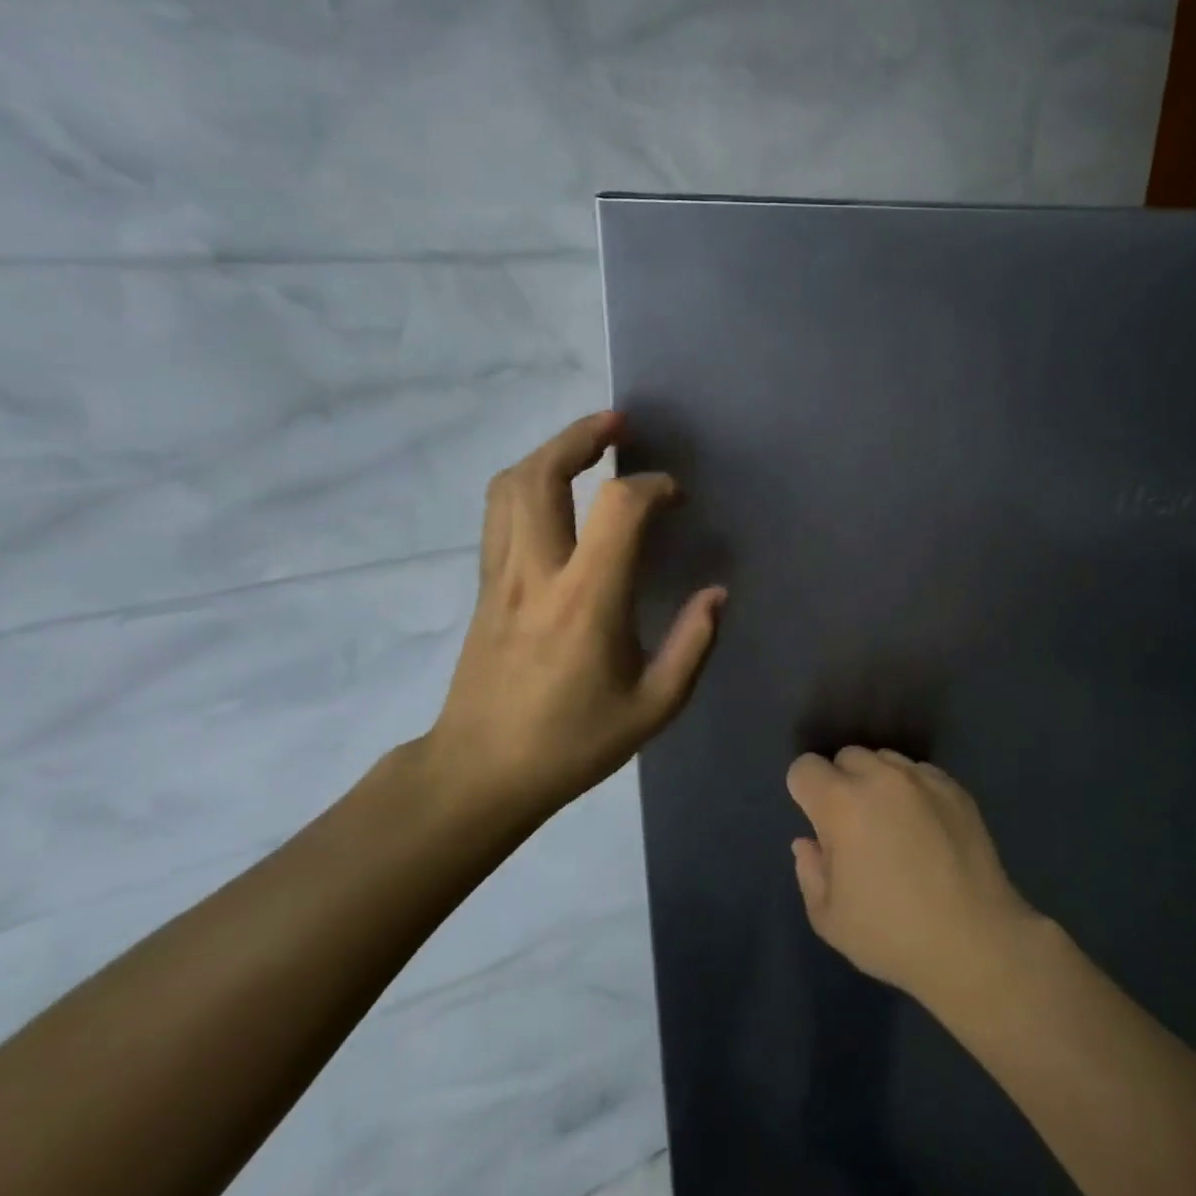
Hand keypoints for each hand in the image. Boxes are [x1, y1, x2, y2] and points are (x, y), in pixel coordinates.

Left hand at [420, 411, 725, 824]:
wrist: (479, 772)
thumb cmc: (572, 743)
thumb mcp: (653, 708)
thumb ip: (692, 645)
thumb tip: (716, 593)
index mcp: (587, 602)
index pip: (619, 510)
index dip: (653, 487)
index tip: (676, 497)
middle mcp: (537, 573)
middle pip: (542, 475)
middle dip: (581, 436)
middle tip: (618, 423)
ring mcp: (501, 575)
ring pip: (510, 486)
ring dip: (550, 452)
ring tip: (587, 445)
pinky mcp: (485, 585)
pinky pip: (499, 513)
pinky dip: (528, 482)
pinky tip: (555, 491)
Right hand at [787, 748, 1040, 1007]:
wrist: (974, 942)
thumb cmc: (892, 935)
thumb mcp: (829, 918)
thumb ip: (810, 871)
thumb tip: (808, 842)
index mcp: (842, 804)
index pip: (805, 768)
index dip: (804, 791)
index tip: (816, 821)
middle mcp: (881, 778)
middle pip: (847, 756)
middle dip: (842, 783)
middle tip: (854, 826)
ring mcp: (922, 779)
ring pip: (886, 760)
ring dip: (878, 782)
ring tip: (892, 824)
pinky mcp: (955, 788)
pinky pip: (921, 773)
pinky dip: (913, 790)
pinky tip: (925, 828)